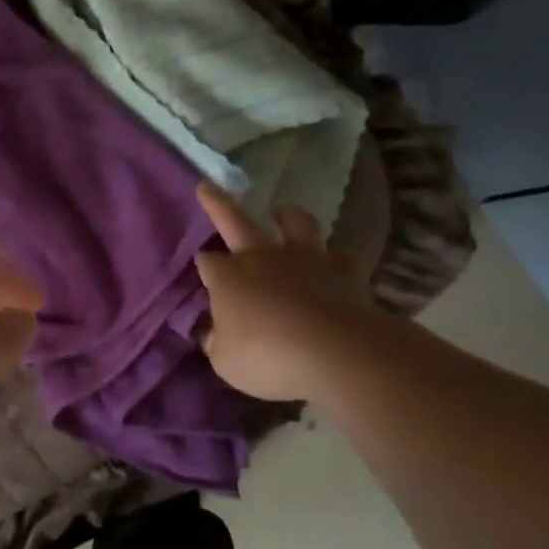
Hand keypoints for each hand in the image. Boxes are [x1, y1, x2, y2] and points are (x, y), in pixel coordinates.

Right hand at [194, 181, 384, 402]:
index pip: (207, 261)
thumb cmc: (269, 357)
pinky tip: (332, 259)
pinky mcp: (345, 273)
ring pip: (296, 224)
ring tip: (283, 212)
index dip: (204, 265)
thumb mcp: (225, 361)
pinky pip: (339, 255)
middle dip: (218, 204)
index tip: (204, 270)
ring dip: (287, 216)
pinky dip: (334, 255)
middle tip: (207, 187)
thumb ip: (218, 342)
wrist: (337, 354)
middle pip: (235, 221)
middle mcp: (263, 259)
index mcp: (228, 277)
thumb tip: (215, 333)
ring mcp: (306, 261)